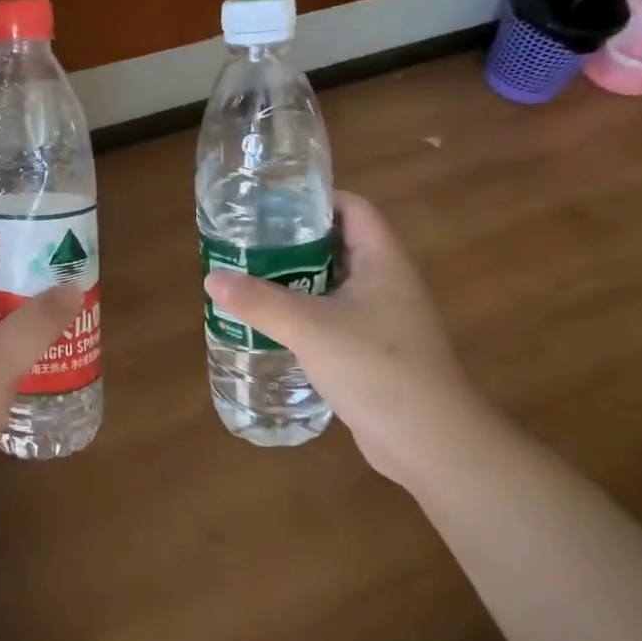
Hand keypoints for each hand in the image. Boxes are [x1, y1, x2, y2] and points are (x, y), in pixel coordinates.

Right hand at [202, 191, 491, 484]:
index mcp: (383, 261)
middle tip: (249, 245)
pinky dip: (306, 316)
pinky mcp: (375, 351)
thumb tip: (213, 278)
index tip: (271, 206)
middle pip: (339, 245)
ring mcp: (384, 319)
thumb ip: (259, 301)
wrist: (428, 440)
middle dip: (295, 243)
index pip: (353, 209)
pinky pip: (336, 320)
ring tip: (251, 281)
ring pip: (335, 286)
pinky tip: (274, 327)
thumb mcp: (309, 327)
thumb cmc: (375, 366)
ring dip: (297, 282)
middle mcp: (388, 283)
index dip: (315, 200)